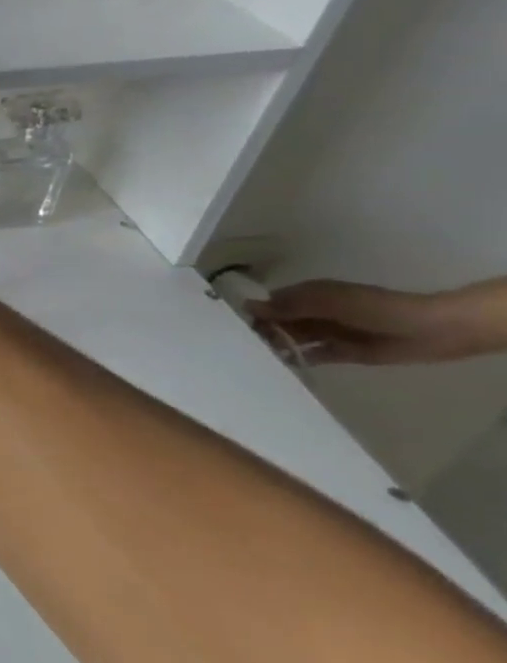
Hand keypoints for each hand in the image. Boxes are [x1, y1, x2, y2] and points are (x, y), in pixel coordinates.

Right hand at [249, 280, 483, 364]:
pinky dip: (296, 359)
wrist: (431, 330)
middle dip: (260, 332)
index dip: (252, 313)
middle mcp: (314, 313)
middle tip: (241, 347)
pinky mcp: (340, 352)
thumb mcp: (329, 302)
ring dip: (276, 346)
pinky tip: (280, 366)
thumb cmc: (375, 309)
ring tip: (255, 358)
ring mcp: (327, 332)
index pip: (270, 303)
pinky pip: (311, 355)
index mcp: (309, 295)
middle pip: (278, 322)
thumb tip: (248, 307)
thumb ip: (290, 306)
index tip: (231, 326)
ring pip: (292, 338)